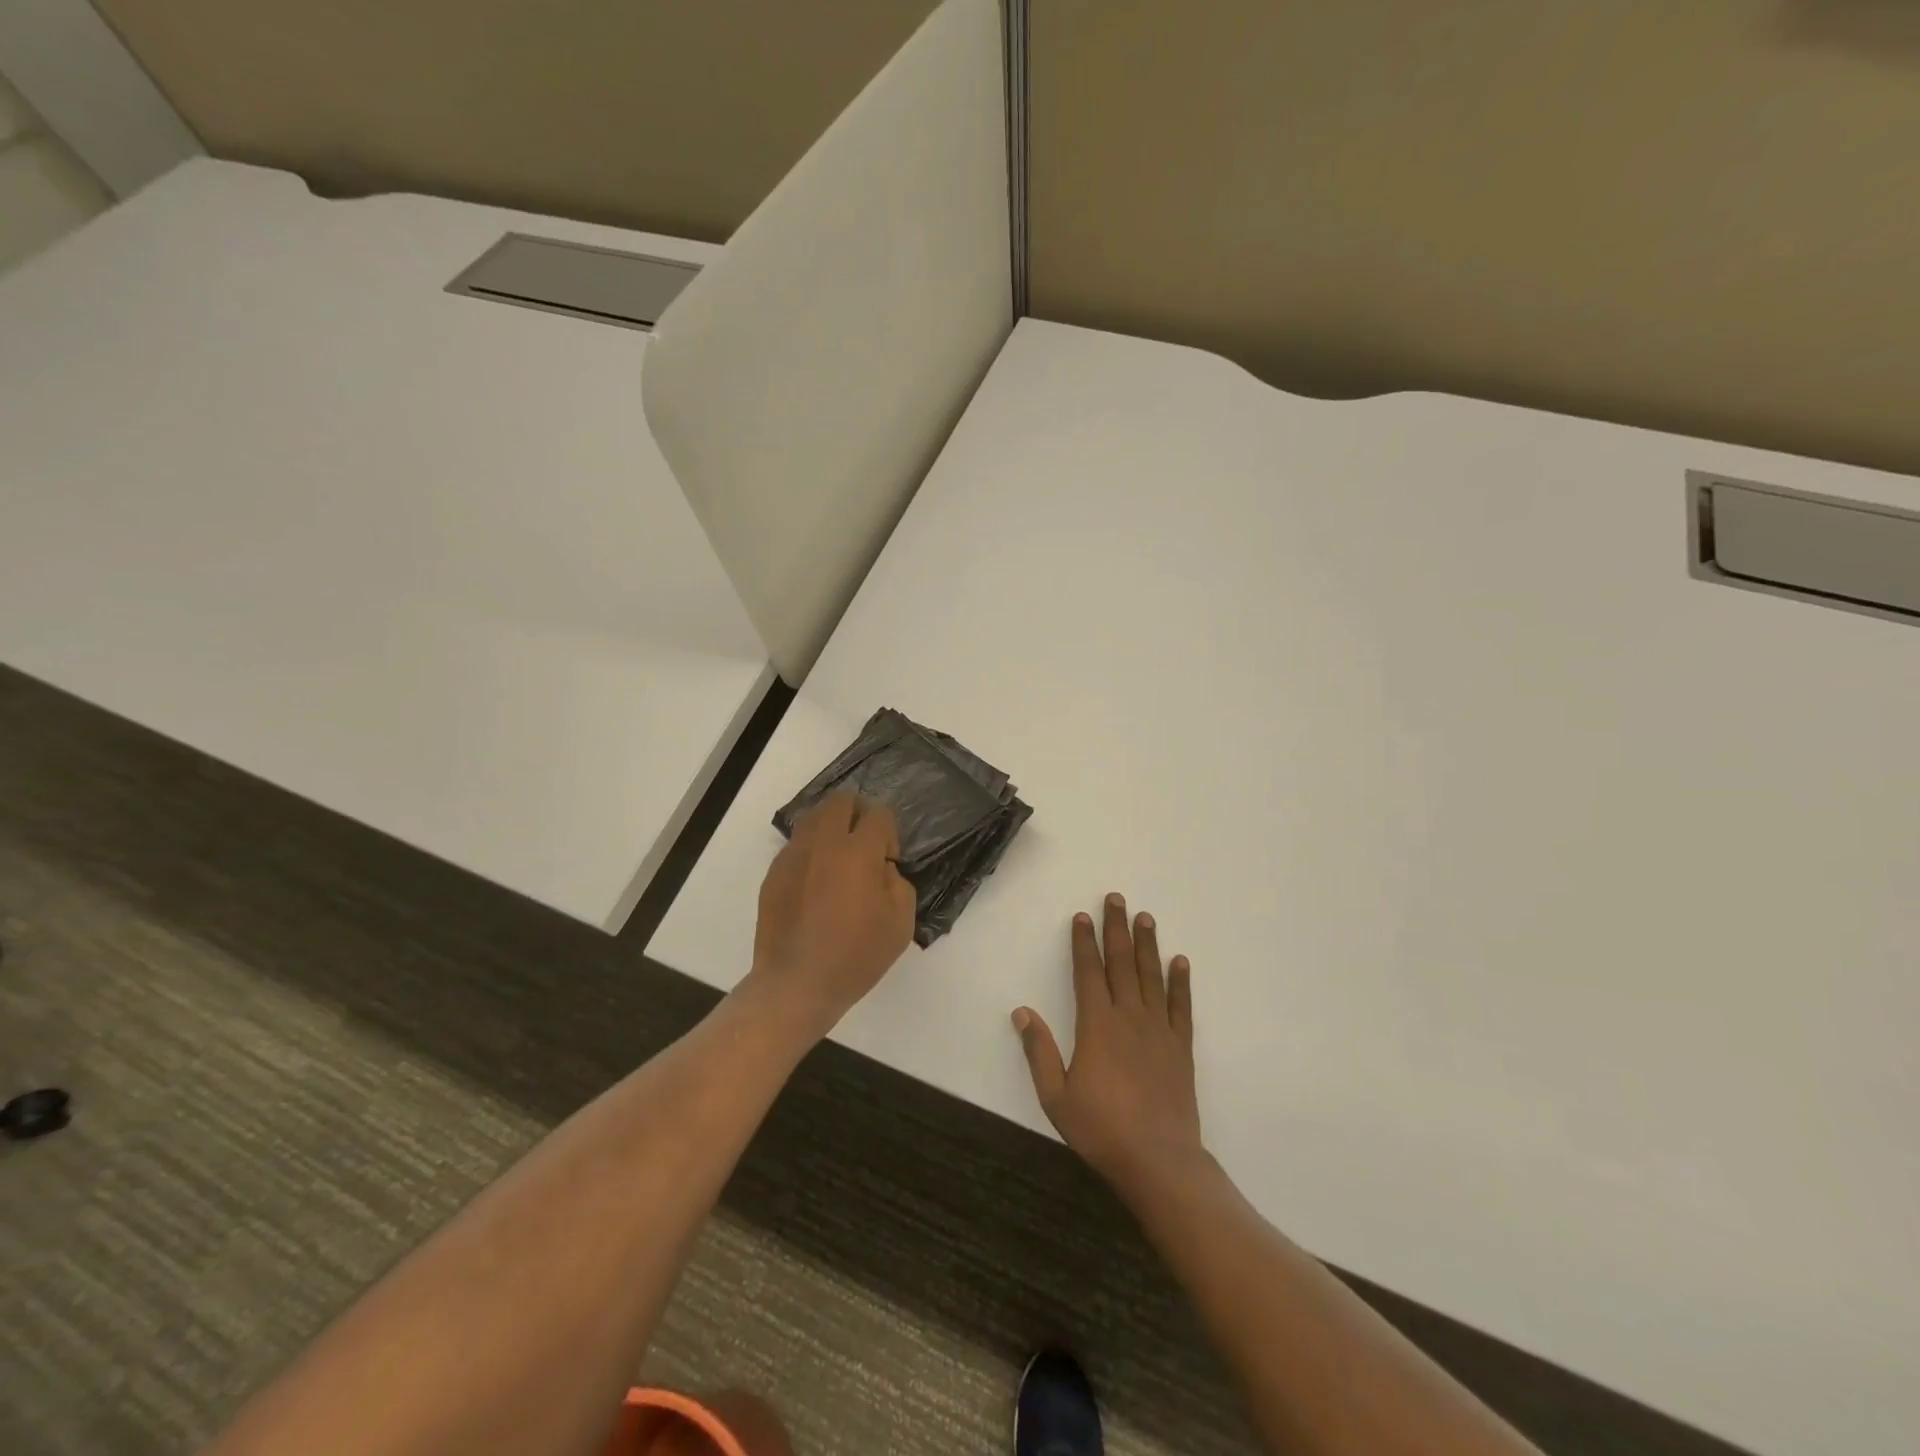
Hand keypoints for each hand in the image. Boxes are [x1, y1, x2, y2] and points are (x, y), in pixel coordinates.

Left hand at [748, 793, 916, 1038]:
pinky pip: (796, 845)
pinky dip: (811, 852)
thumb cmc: (855, 956)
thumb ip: (898, 883)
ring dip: (832, 828)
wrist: (796, 984)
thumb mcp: (900, 924)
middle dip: (859, 814)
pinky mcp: (773, 873)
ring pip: (814, 817)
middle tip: (865, 846)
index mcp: (857, 852)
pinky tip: (816, 885)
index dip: (889, 834)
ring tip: (839, 861)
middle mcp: (822, 844)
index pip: (878, 814)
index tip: (887, 863)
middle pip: (841, 801)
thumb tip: (881, 869)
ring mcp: (793, 856)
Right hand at [1012, 893, 1203, 1197]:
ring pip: (1151, 976)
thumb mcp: (1056, 1096)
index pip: (1088, 972)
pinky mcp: (1180, 1047)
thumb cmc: (1101, 1129)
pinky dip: (1180, 982)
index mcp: (1096, 1024)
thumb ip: (1039, 1051)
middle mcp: (1128, 1017)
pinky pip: (1181, 1006)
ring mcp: (1158, 1030)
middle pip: (1121, 963)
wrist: (1158, 1160)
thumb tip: (1021, 1012)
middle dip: (1116, 929)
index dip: (1084, 942)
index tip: (1082, 916)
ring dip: (1147, 945)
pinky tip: (1180, 962)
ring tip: (1146, 917)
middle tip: (1117, 899)